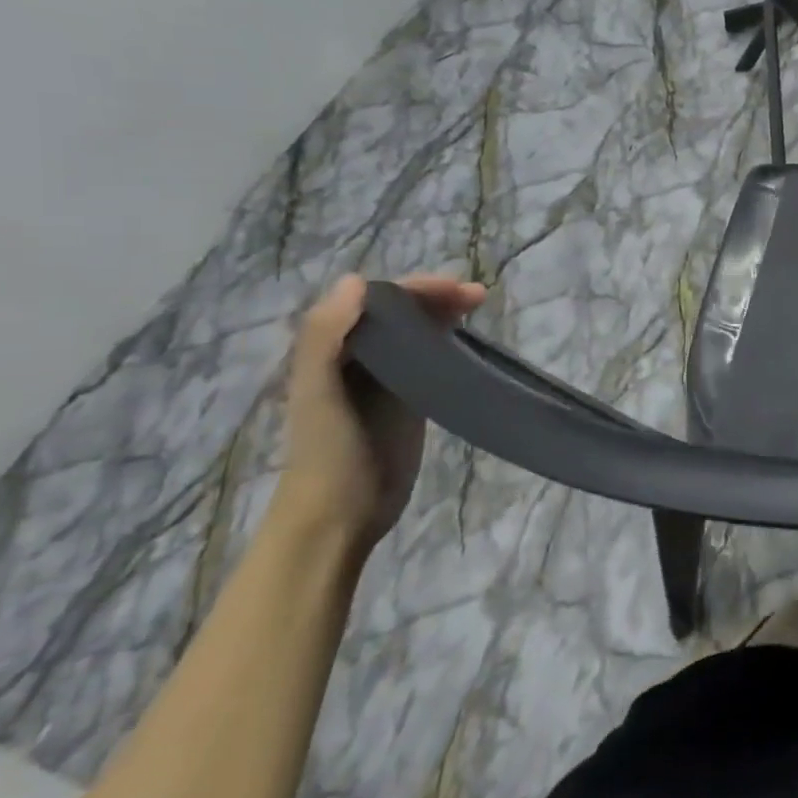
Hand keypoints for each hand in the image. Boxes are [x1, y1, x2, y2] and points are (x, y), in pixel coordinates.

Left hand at [273, 273, 485, 554]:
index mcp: (331, 351)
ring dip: (445, 314)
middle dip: (435, 296)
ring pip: (417, 332)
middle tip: (479, 296)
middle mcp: (357, 359)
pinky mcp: (410, 402)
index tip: (456, 288)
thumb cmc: (327, 455)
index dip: (414, 288)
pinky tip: (470, 343)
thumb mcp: (318, 395)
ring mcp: (385, 381)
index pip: (375, 301)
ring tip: (479, 308)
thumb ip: (325, 338)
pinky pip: (430, 359)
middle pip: (399, 312)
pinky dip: (449, 342)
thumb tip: (357, 280)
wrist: (339, 516)